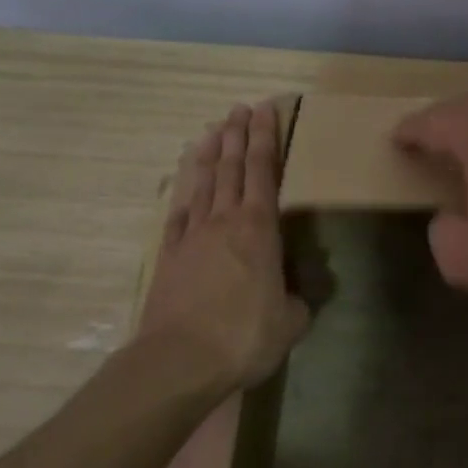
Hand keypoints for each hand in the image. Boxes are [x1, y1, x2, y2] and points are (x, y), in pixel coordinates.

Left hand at [135, 102, 311, 390]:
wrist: (181, 359)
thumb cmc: (244, 337)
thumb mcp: (290, 322)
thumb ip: (297, 301)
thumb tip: (295, 296)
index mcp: (259, 229)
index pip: (264, 171)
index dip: (266, 139)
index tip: (266, 110)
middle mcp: (224, 221)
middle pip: (231, 168)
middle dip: (237, 135)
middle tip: (240, 108)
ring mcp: (192, 236)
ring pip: (202, 184)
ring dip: (208, 154)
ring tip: (212, 130)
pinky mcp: (170, 256)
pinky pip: (179, 215)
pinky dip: (184, 195)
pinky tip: (186, 187)